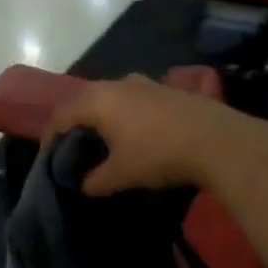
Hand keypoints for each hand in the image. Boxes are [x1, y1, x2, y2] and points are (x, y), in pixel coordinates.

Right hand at [42, 75, 249, 196]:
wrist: (218, 141)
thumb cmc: (158, 155)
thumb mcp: (121, 175)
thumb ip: (96, 180)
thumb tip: (84, 185)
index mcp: (98, 100)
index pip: (62, 114)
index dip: (51, 136)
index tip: (48, 156)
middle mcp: (118, 83)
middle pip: (86, 101)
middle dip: (77, 123)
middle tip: (74, 147)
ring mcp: (146, 83)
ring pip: (113, 98)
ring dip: (105, 117)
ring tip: (106, 141)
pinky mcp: (170, 89)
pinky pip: (137, 100)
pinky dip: (128, 115)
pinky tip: (138, 134)